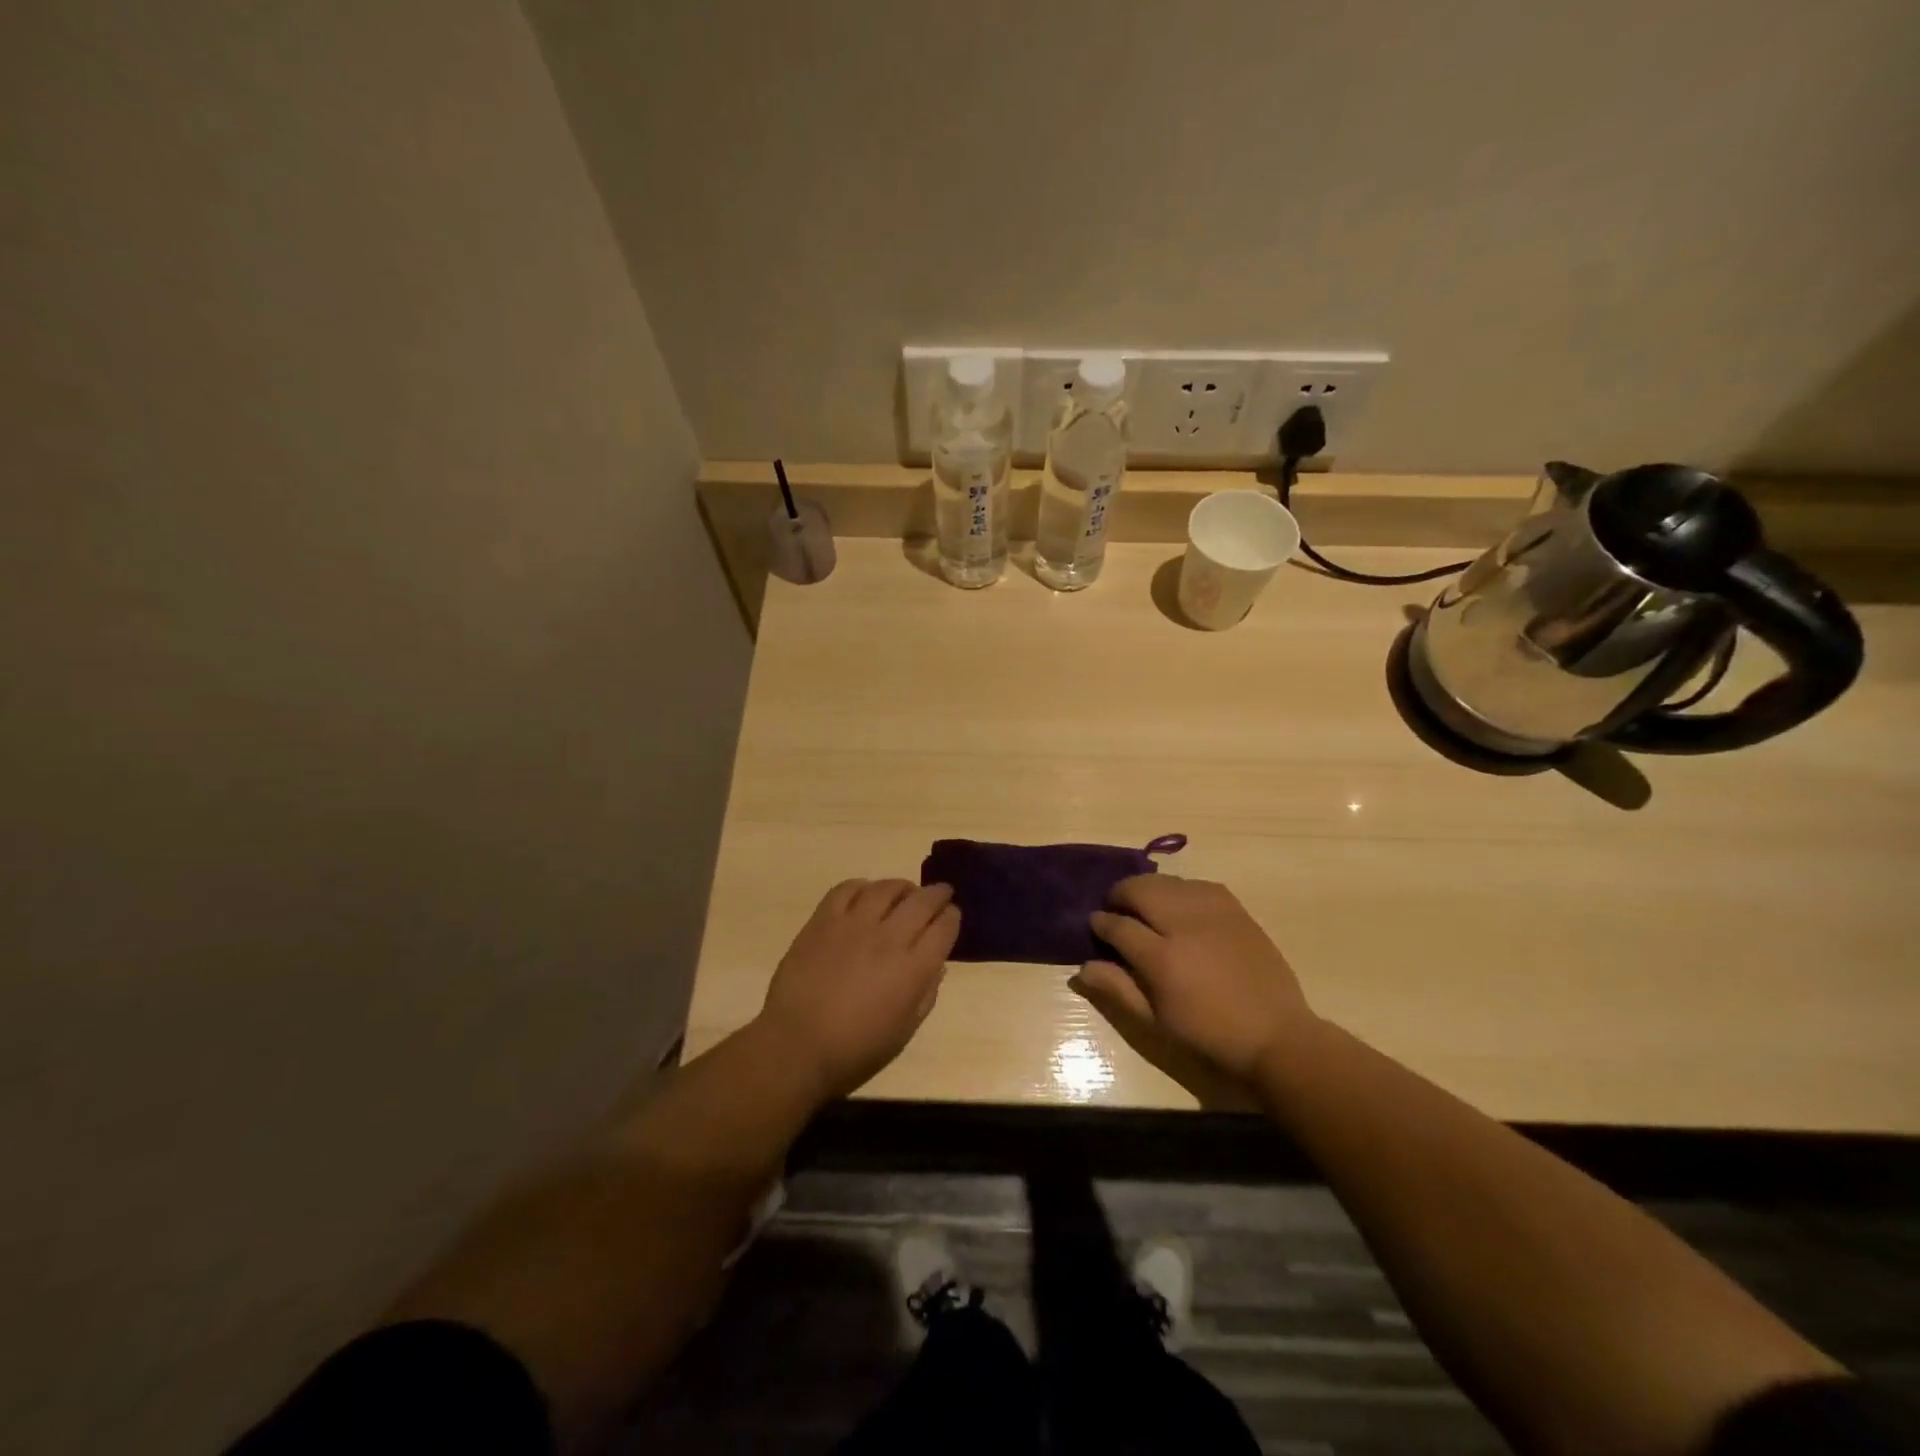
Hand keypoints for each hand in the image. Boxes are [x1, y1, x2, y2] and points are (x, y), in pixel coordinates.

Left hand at [757, 879, 959, 1101]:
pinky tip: (866, 894)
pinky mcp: (823, 920)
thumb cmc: (855, 1050)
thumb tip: (936, 965)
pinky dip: (863, 886)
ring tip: (905, 892)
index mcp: (913, 968)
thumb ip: (925, 994)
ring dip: (903, 887)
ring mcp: (854, 925)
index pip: (944, 927)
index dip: (952, 918)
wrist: (796, 1046)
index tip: (952, 916)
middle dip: (938, 894)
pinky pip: (847, 889)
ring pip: (887, 888)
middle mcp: (889, 938)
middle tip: (942, 893)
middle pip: (922, 901)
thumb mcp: (904, 1032)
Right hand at [1073, 875, 1317, 1084]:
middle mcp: (1184, 925)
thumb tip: (1081, 967)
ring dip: (1148, 888)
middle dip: (1120, 894)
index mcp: (1161, 958)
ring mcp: (1213, 913)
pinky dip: (1179, 889)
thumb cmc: (1209, 1036)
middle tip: (1115, 908)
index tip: (1095, 924)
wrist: (1275, 1036)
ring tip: (1144, 905)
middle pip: (1140, 889)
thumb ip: (1118, 989)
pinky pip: (1197, 884)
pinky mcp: (1235, 909)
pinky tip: (1178, 904)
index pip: (1118, 925)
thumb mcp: (1156, 1023)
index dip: (1101, 922)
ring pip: (1167, 882)